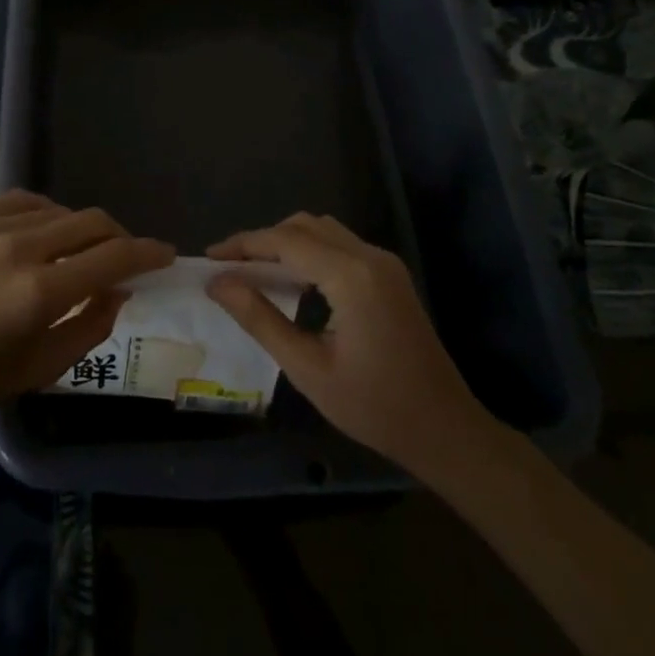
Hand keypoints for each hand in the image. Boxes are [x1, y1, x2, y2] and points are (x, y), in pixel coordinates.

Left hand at [0, 190, 172, 423]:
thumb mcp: (40, 369)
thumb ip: (92, 326)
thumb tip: (121, 291)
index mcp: (40, 292)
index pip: (113, 257)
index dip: (148, 253)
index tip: (165, 255)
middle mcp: (20, 247)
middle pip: (93, 223)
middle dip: (120, 238)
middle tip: (125, 258)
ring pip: (61, 210)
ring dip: (82, 229)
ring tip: (79, 253)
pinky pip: (26, 202)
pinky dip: (47, 216)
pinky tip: (44, 235)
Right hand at [206, 213, 498, 475]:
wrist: (445, 429)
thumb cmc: (374, 406)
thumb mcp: (307, 368)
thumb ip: (260, 319)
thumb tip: (218, 283)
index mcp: (351, 276)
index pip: (285, 241)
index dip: (243, 244)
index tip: (209, 257)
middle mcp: (369, 257)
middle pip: (304, 226)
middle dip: (262, 240)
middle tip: (229, 267)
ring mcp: (384, 263)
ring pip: (323, 231)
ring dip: (286, 243)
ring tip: (252, 272)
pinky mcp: (390, 275)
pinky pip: (340, 246)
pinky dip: (309, 252)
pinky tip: (291, 281)